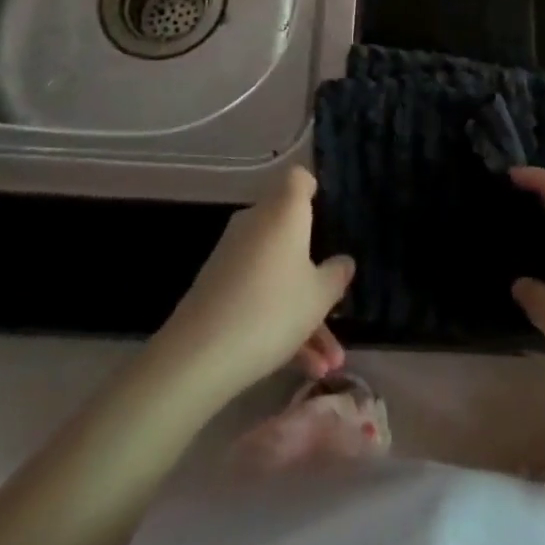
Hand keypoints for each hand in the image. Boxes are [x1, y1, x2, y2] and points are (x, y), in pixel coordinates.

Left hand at [152, 166, 354, 401]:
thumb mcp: (319, 297)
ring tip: (327, 363)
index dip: (313, 189)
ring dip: (303, 312)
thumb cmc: (273, 309)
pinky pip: (258, 291)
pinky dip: (278, 320)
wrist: (200, 353)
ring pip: (278, 272)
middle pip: (291, 233)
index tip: (327, 211)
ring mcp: (234, 252)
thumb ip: (336, 276)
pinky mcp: (218, 283)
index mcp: (284, 210)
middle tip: (336, 307)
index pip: (298, 178)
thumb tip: (344, 261)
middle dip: (316, 274)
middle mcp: (257, 221)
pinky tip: (301, 366)